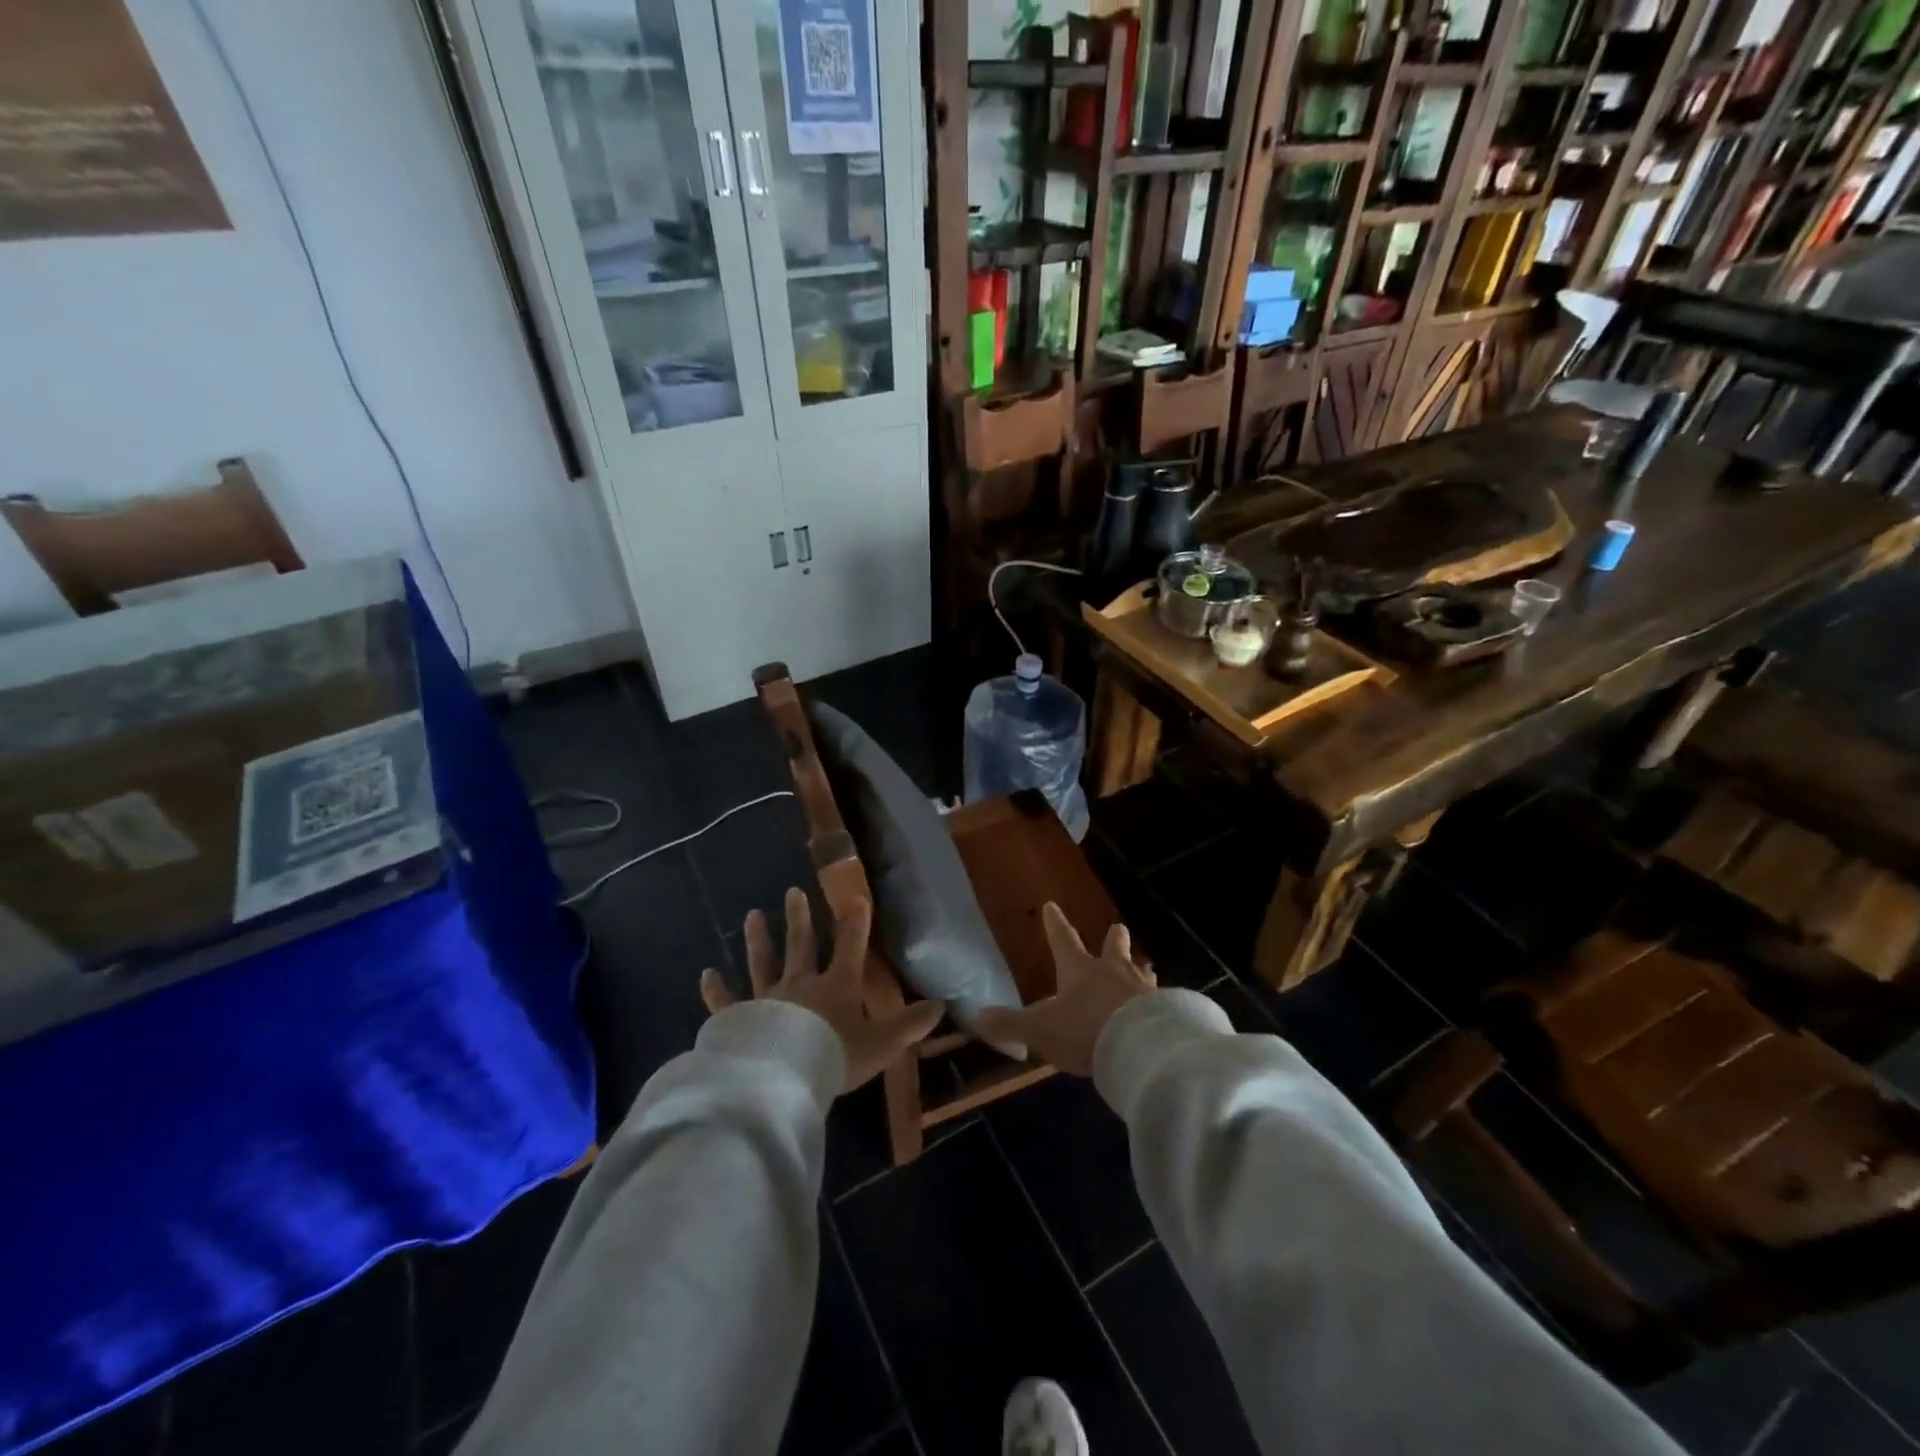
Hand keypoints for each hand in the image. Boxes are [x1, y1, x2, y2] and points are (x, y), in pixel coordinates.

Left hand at [701, 887, 945, 1092]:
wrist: (786, 1078)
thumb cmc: (836, 1056)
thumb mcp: (883, 1043)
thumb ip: (910, 1025)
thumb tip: (941, 1005)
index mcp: (837, 986)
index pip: (851, 946)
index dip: (856, 922)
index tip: (857, 897)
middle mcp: (801, 984)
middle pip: (801, 945)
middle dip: (800, 918)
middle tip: (793, 891)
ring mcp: (767, 999)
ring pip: (763, 963)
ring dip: (758, 939)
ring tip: (752, 915)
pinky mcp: (740, 1020)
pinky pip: (726, 1003)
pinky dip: (716, 990)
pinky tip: (706, 974)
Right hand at [974, 902, 1154, 1075]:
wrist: (1140, 1047)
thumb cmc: (1085, 1030)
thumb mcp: (1040, 1029)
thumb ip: (1010, 1024)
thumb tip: (978, 1017)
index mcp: (1079, 969)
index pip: (1063, 940)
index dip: (1055, 924)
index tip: (1052, 905)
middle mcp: (1112, 972)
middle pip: (1114, 947)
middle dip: (1113, 938)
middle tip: (1118, 927)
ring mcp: (1142, 989)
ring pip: (1140, 971)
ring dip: (1139, 968)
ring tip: (1144, 965)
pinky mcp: (1164, 1011)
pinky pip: (1159, 1000)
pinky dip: (1156, 1001)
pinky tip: (1160, 1007)